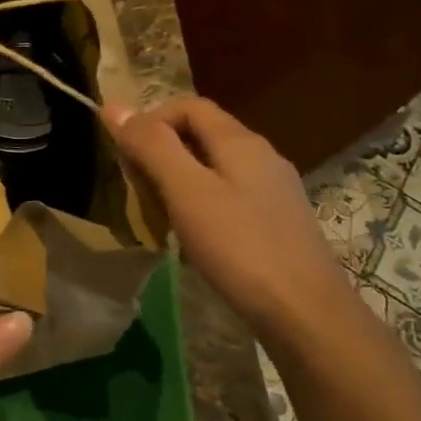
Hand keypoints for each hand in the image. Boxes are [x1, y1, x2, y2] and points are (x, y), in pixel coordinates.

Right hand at [107, 97, 352, 342]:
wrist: (305, 314)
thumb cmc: (240, 247)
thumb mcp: (186, 192)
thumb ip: (151, 147)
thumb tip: (114, 106)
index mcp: (240, 141)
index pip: (189, 106)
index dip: (151, 120)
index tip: (125, 156)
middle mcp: (261, 156)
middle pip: (201, 134)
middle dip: (161, 152)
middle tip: (138, 190)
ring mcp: (273, 191)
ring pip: (213, 168)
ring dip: (177, 182)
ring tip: (158, 216)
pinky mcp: (276, 223)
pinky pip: (228, 197)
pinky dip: (199, 205)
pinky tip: (191, 238)